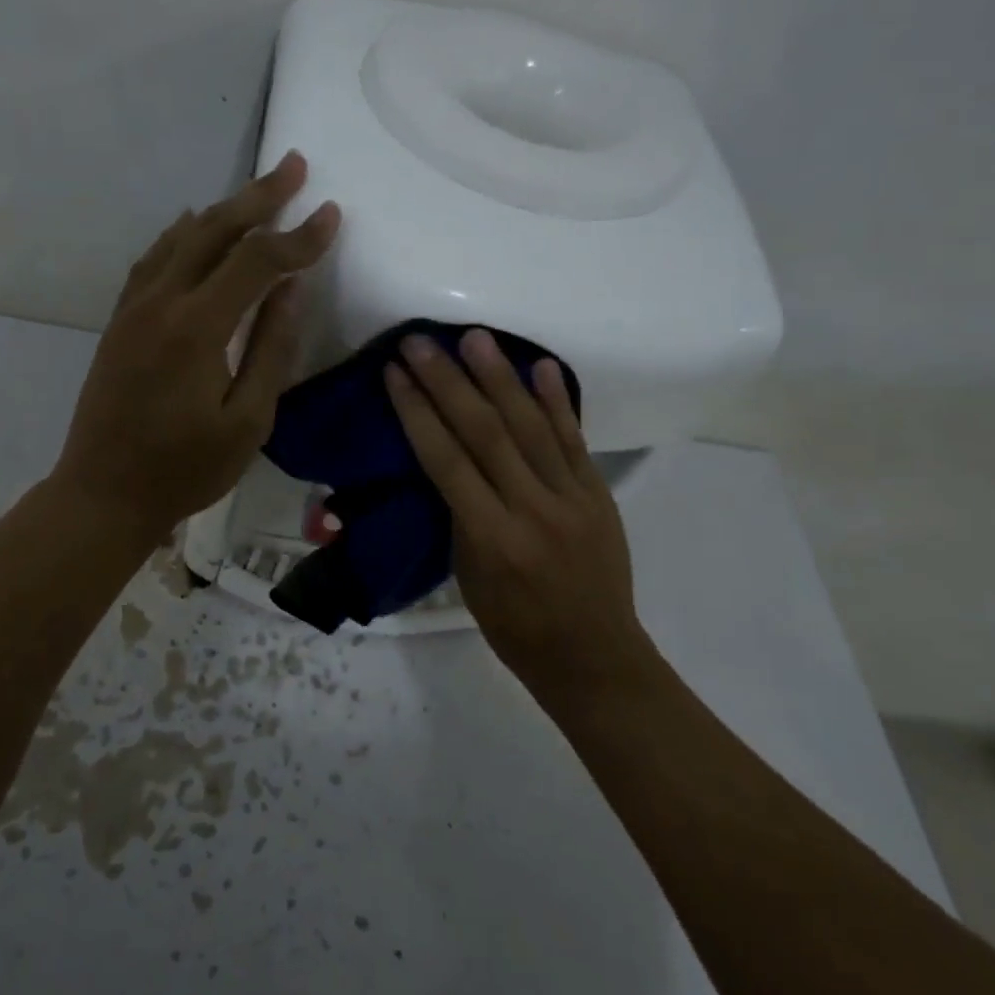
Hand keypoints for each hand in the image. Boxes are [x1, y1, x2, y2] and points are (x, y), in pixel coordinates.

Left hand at [52, 152, 339, 540]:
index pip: (257, 262)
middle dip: (258, 197)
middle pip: (214, 230)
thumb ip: (272, 349)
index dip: (298, 237)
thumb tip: (292, 289)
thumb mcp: (247, 422)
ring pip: (180, 238)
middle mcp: (160, 302)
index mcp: (196, 328)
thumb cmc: (183, 470)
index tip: (330, 214)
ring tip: (256, 193)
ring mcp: (133, 308)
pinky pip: (153, 260)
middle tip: (292, 165)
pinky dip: (182, 236)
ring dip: (221, 211)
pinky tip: (193, 226)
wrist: (102, 493)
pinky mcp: (119, 321)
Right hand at [383, 329, 658, 697]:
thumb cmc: (513, 627)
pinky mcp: (599, 494)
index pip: (446, 461)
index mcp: (491, 538)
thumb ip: (459, 514)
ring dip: (500, 377)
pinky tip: (541, 366)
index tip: (395, 374)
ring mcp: (572, 498)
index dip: (417, 412)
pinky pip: (574, 440)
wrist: (593, 656)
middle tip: (422, 342)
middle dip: (448, 382)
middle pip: (485, 432)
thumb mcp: (467, 577)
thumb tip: (448, 460)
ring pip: (531, 426)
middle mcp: (532, 510)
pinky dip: (557, 401)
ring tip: (475, 338)